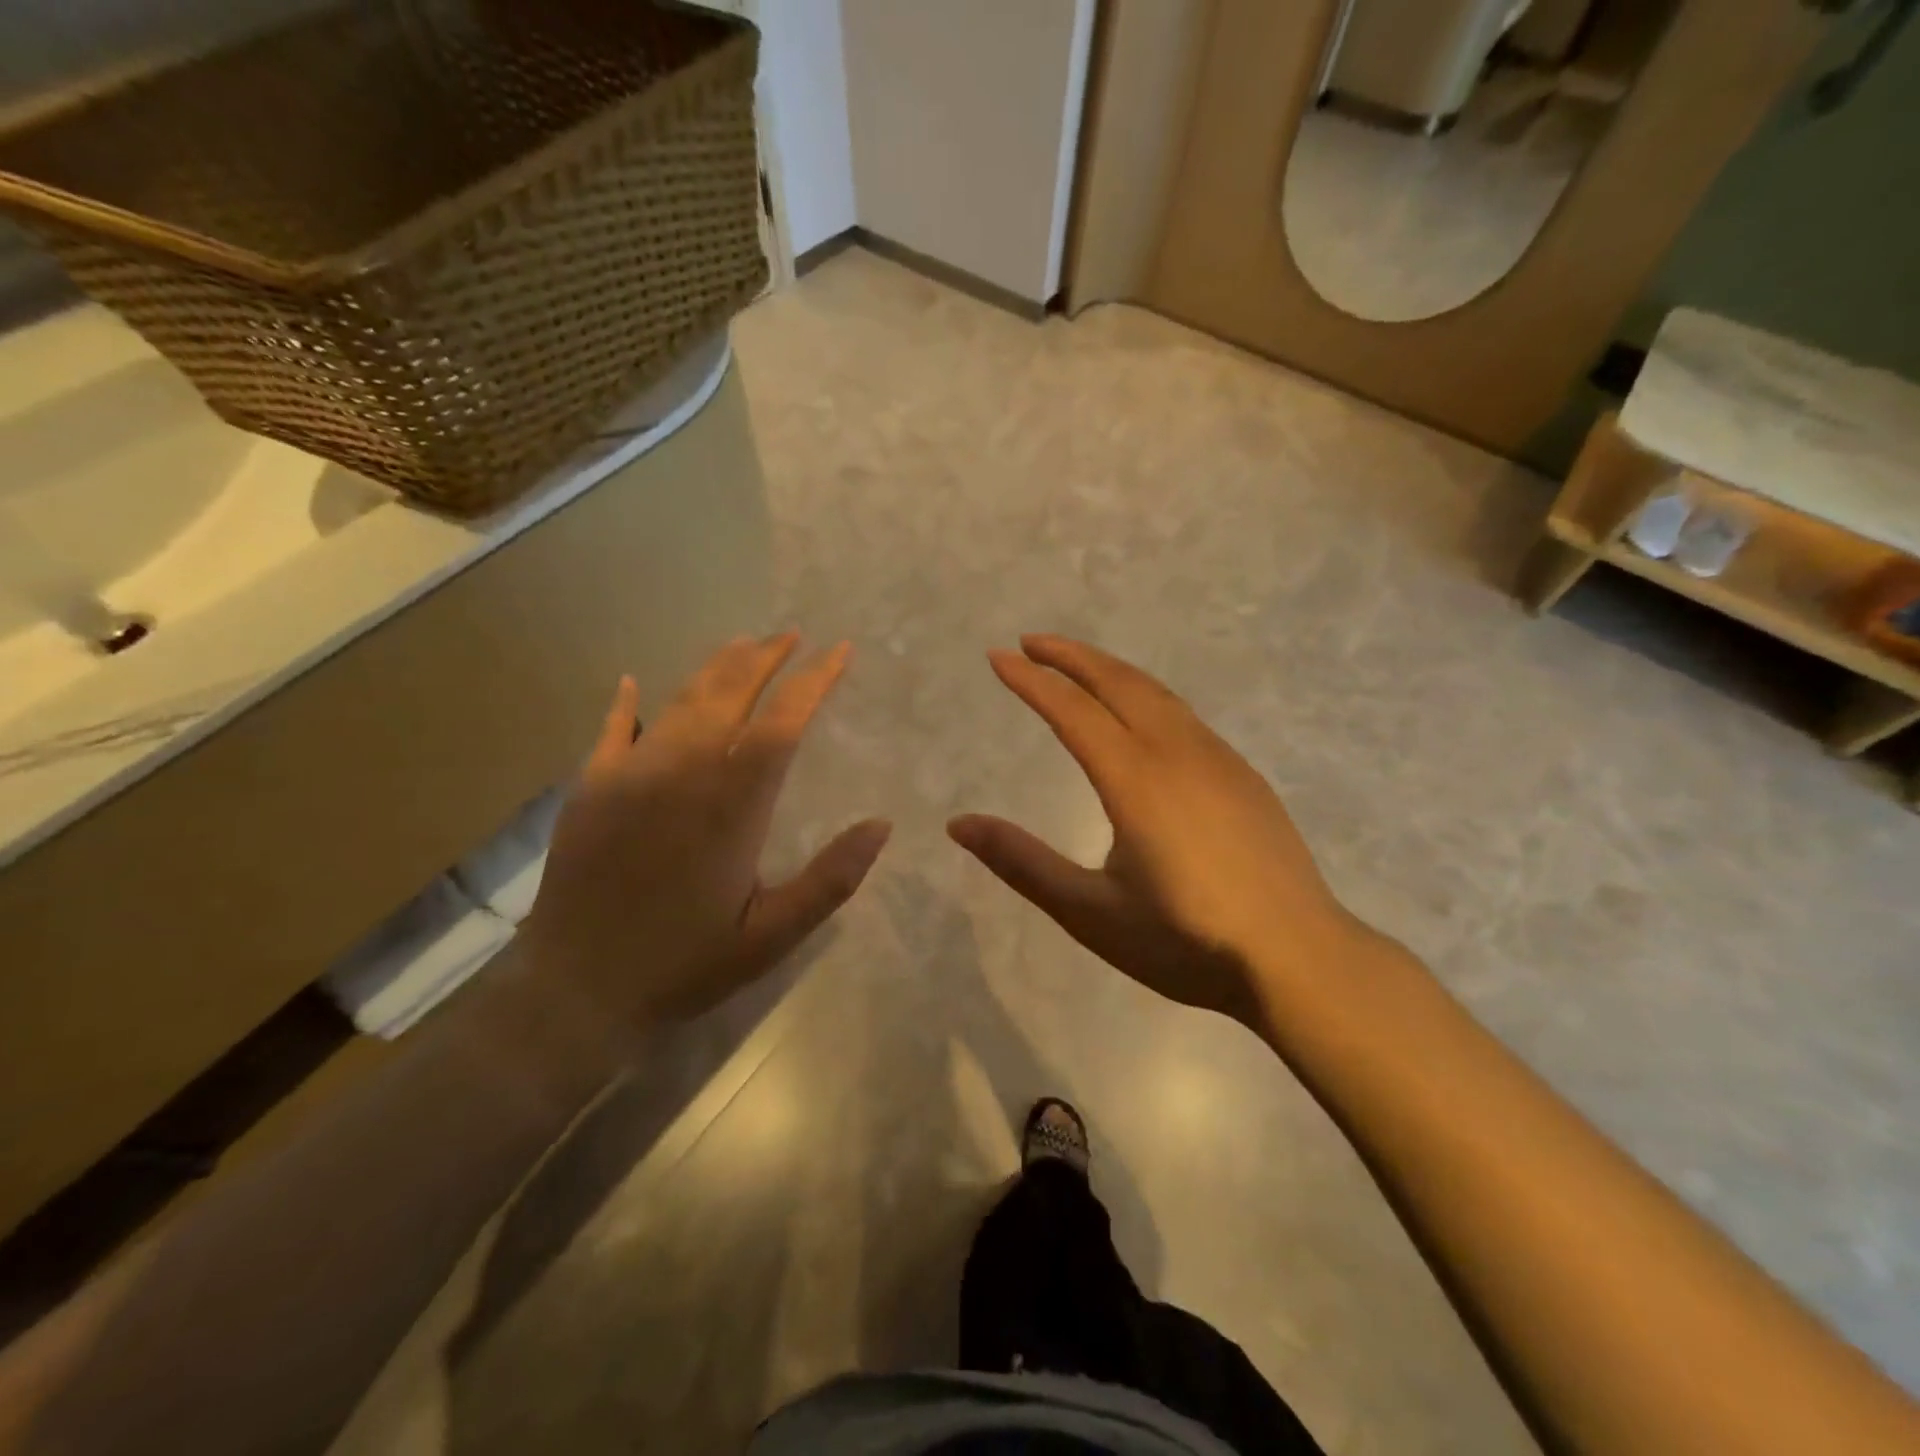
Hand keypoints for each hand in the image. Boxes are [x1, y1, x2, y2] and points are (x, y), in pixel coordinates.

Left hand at [523, 634, 890, 1038]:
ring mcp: (631, 773)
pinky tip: (634, 681)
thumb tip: (882, 824)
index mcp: (734, 803)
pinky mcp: (590, 787)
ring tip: (743, 644)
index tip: (838, 651)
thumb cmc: (685, 963)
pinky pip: (613, 728)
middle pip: (732, 693)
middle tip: (792, 634)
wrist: (575, 990)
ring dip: (717, 668)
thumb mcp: (773, 935)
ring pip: (681, 700)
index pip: (783, 722)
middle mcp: (684, 771)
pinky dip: (628, 701)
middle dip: (766, 658)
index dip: (814, 680)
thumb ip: (831, 879)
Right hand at [949, 635, 1376, 1024]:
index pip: (1072, 710)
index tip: (998, 657)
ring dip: (1110, 669)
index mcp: (1135, 779)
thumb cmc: (1186, 940)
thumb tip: (958, 824)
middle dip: (1070, 655)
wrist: (1298, 958)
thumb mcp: (1090, 912)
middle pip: (1117, 682)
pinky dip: (1145, 693)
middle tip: (1031, 642)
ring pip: (1156, 691)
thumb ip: (1022, 863)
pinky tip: (1140, 713)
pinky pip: (1183, 713)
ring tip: (1077, 665)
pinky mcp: (1242, 774)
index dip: (1031, 681)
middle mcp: (1177, 752)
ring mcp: (1218, 758)